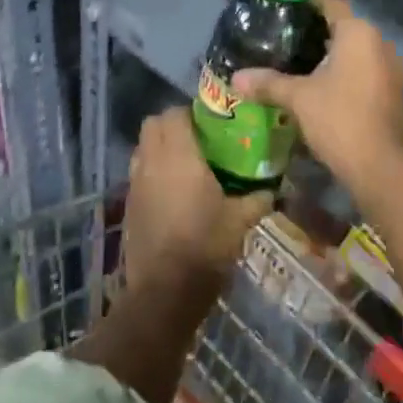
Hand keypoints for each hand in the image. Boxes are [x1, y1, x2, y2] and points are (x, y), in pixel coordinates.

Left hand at [124, 109, 271, 288]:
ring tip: (185, 164)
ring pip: (142, 148)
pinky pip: (139, 174)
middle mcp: (151, 162)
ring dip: (159, 147)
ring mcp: (135, 183)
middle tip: (199, 140)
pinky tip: (173, 193)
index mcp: (179, 156)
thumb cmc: (205, 245)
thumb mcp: (241, 220)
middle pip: (152, 124)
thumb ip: (258, 197)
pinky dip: (152, 172)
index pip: (174, 113)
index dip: (191, 113)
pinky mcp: (128, 205)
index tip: (212, 124)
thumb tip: (274, 187)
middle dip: (173, 125)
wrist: (165, 290)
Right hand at [232, 0, 402, 187]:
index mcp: (359, 33)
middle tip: (283, 40)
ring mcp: (392, 69)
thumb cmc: (338, 119)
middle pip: (344, 27)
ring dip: (331, 56)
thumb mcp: (298, 98)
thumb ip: (268, 83)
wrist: (380, 166)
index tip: (282, 10)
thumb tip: (236, 78)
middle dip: (315, 32)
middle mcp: (380, 43)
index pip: (331, 2)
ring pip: (356, 52)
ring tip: (298, 64)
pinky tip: (322, 88)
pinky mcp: (394, 92)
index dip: (307, 3)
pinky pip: (366, 71)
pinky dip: (345, 74)